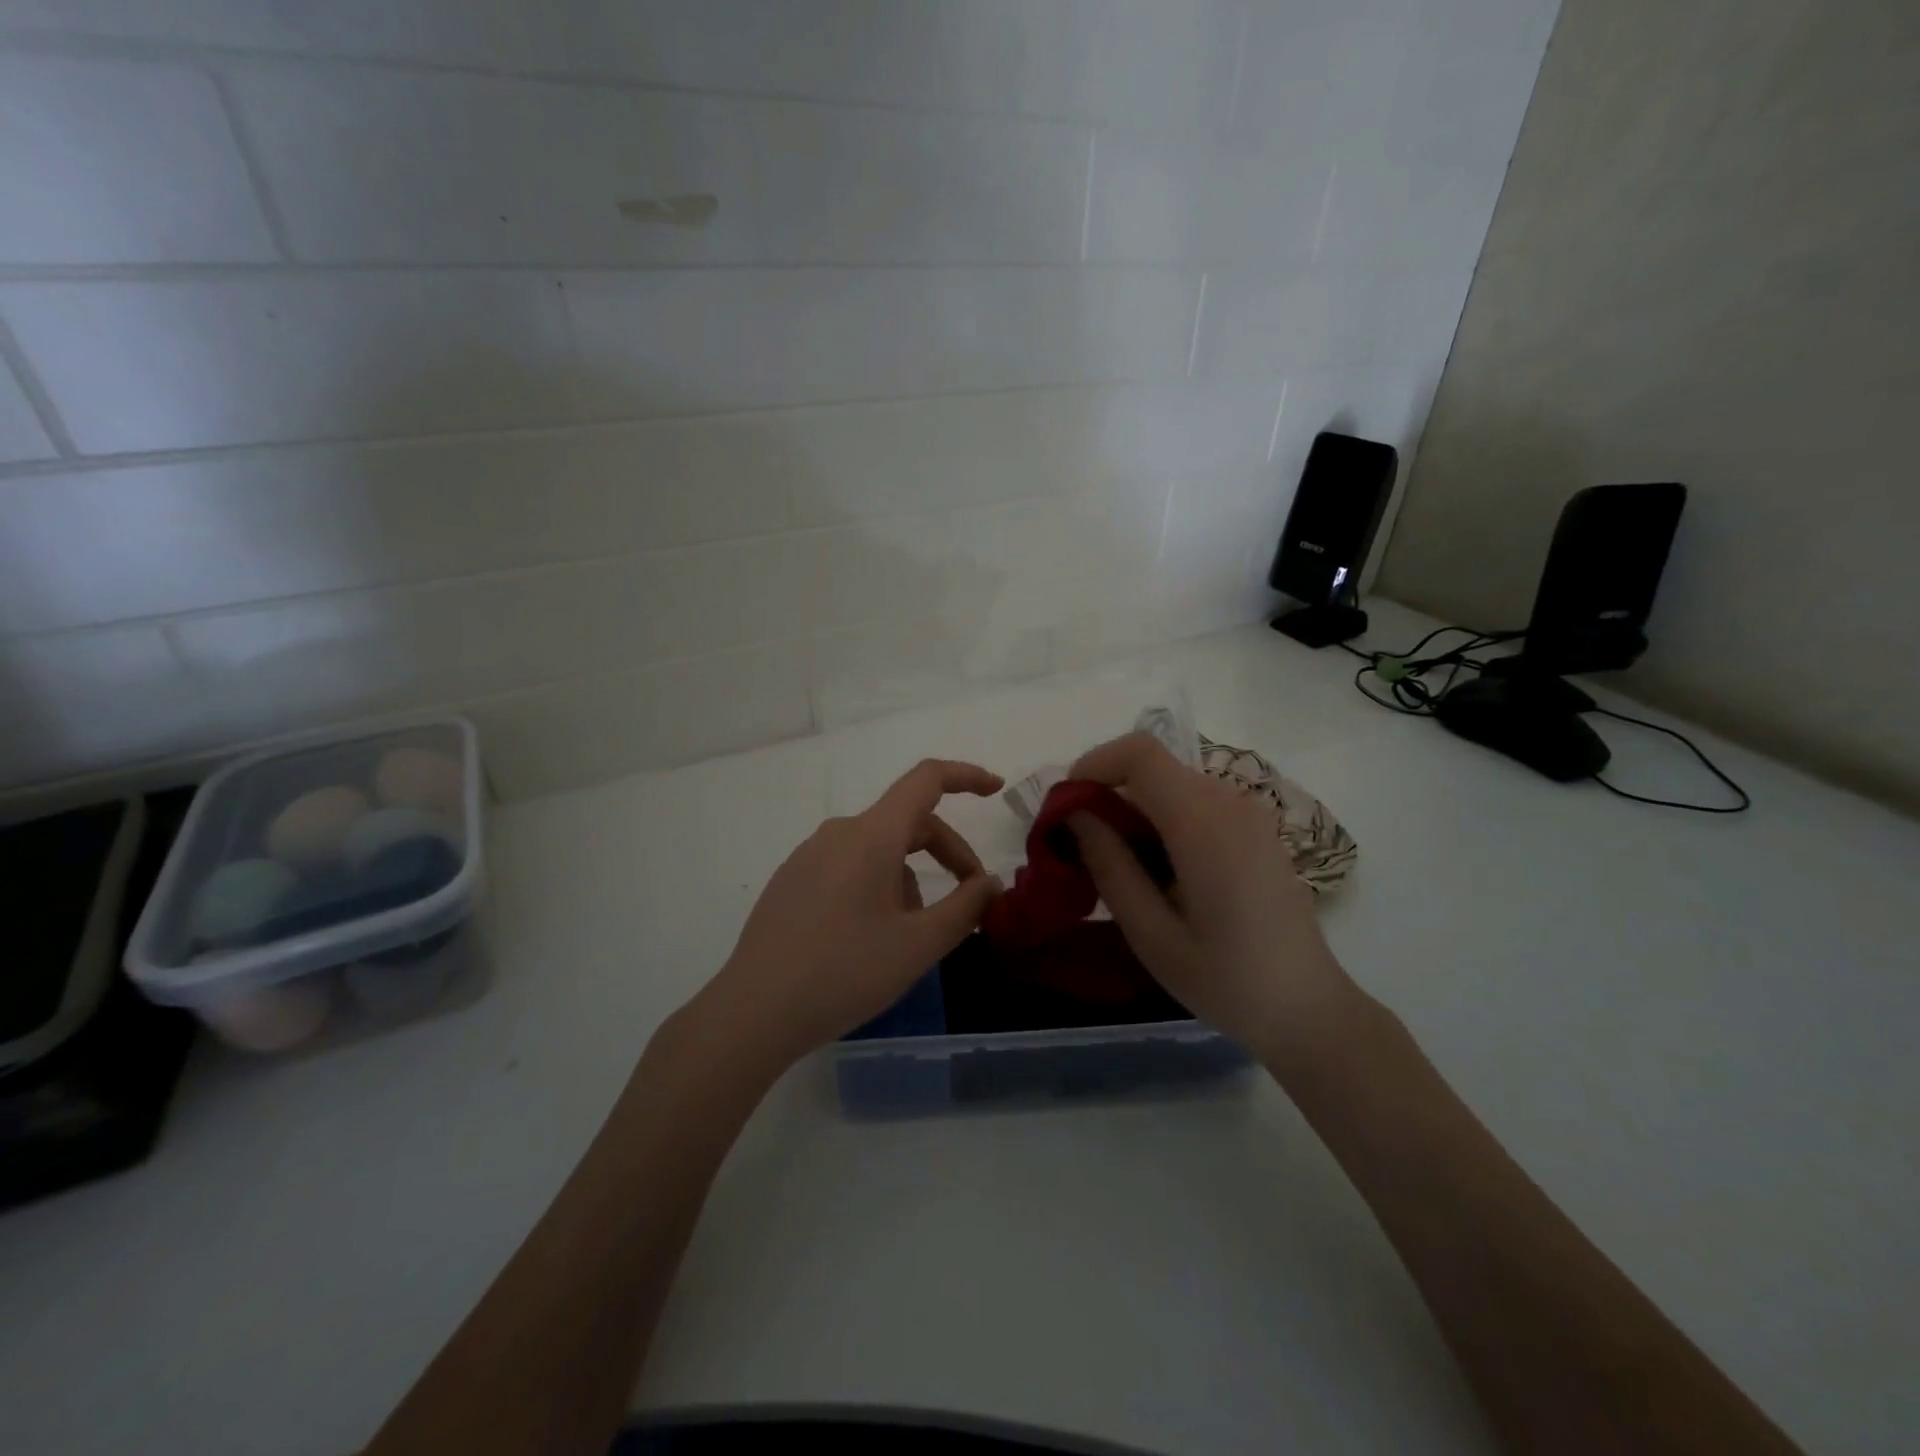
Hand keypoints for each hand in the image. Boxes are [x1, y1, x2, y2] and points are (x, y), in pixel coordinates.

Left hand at [698, 759, 1004, 1068]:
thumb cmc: (845, 972)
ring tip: (911, 937)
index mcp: (872, 835)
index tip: (995, 790)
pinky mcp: (791, 880)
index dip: (966, 776)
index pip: (926, 780)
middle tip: (970, 899)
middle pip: (907, 823)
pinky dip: (878, 885)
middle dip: (947, 853)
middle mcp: (839, 833)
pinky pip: (849, 866)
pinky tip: (872, 938)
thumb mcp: (918, 945)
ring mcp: (809, 855)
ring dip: (910, 878)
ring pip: (878, 850)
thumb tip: (990, 883)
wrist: (754, 1011)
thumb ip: (965, 907)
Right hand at [1065, 732, 1354, 1060]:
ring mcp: (1248, 813)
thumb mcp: (1151, 934)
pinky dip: (1161, 818)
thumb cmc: (1225, 981)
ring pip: (1171, 783)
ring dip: (1134, 808)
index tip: (1067, 807)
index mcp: (1205, 824)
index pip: (1141, 754)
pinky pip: (1195, 801)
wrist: (1306, 1008)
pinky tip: (1157, 869)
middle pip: (1153, 767)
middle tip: (1081, 847)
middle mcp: (1230, 803)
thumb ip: (1110, 866)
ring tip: (1117, 864)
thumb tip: (1075, 815)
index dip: (1095, 764)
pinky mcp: (1254, 827)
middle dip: (1107, 793)